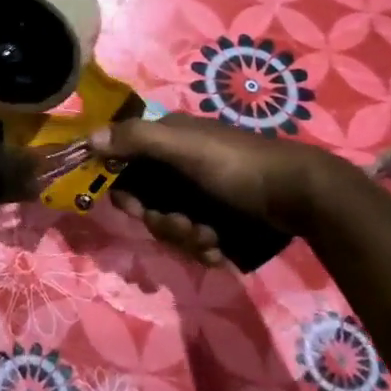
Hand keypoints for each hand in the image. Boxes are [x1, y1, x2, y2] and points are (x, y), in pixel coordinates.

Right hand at [89, 115, 345, 266]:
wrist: (301, 195)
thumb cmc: (237, 164)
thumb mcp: (184, 147)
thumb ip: (136, 140)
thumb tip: (89, 139)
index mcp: (168, 141)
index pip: (125, 165)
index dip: (124, 189)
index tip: (135, 207)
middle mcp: (179, 165)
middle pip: (146, 202)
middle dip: (161, 221)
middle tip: (184, 225)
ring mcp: (200, 194)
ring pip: (169, 225)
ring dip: (185, 237)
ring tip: (210, 239)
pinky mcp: (219, 219)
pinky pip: (194, 240)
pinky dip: (204, 248)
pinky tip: (220, 250)